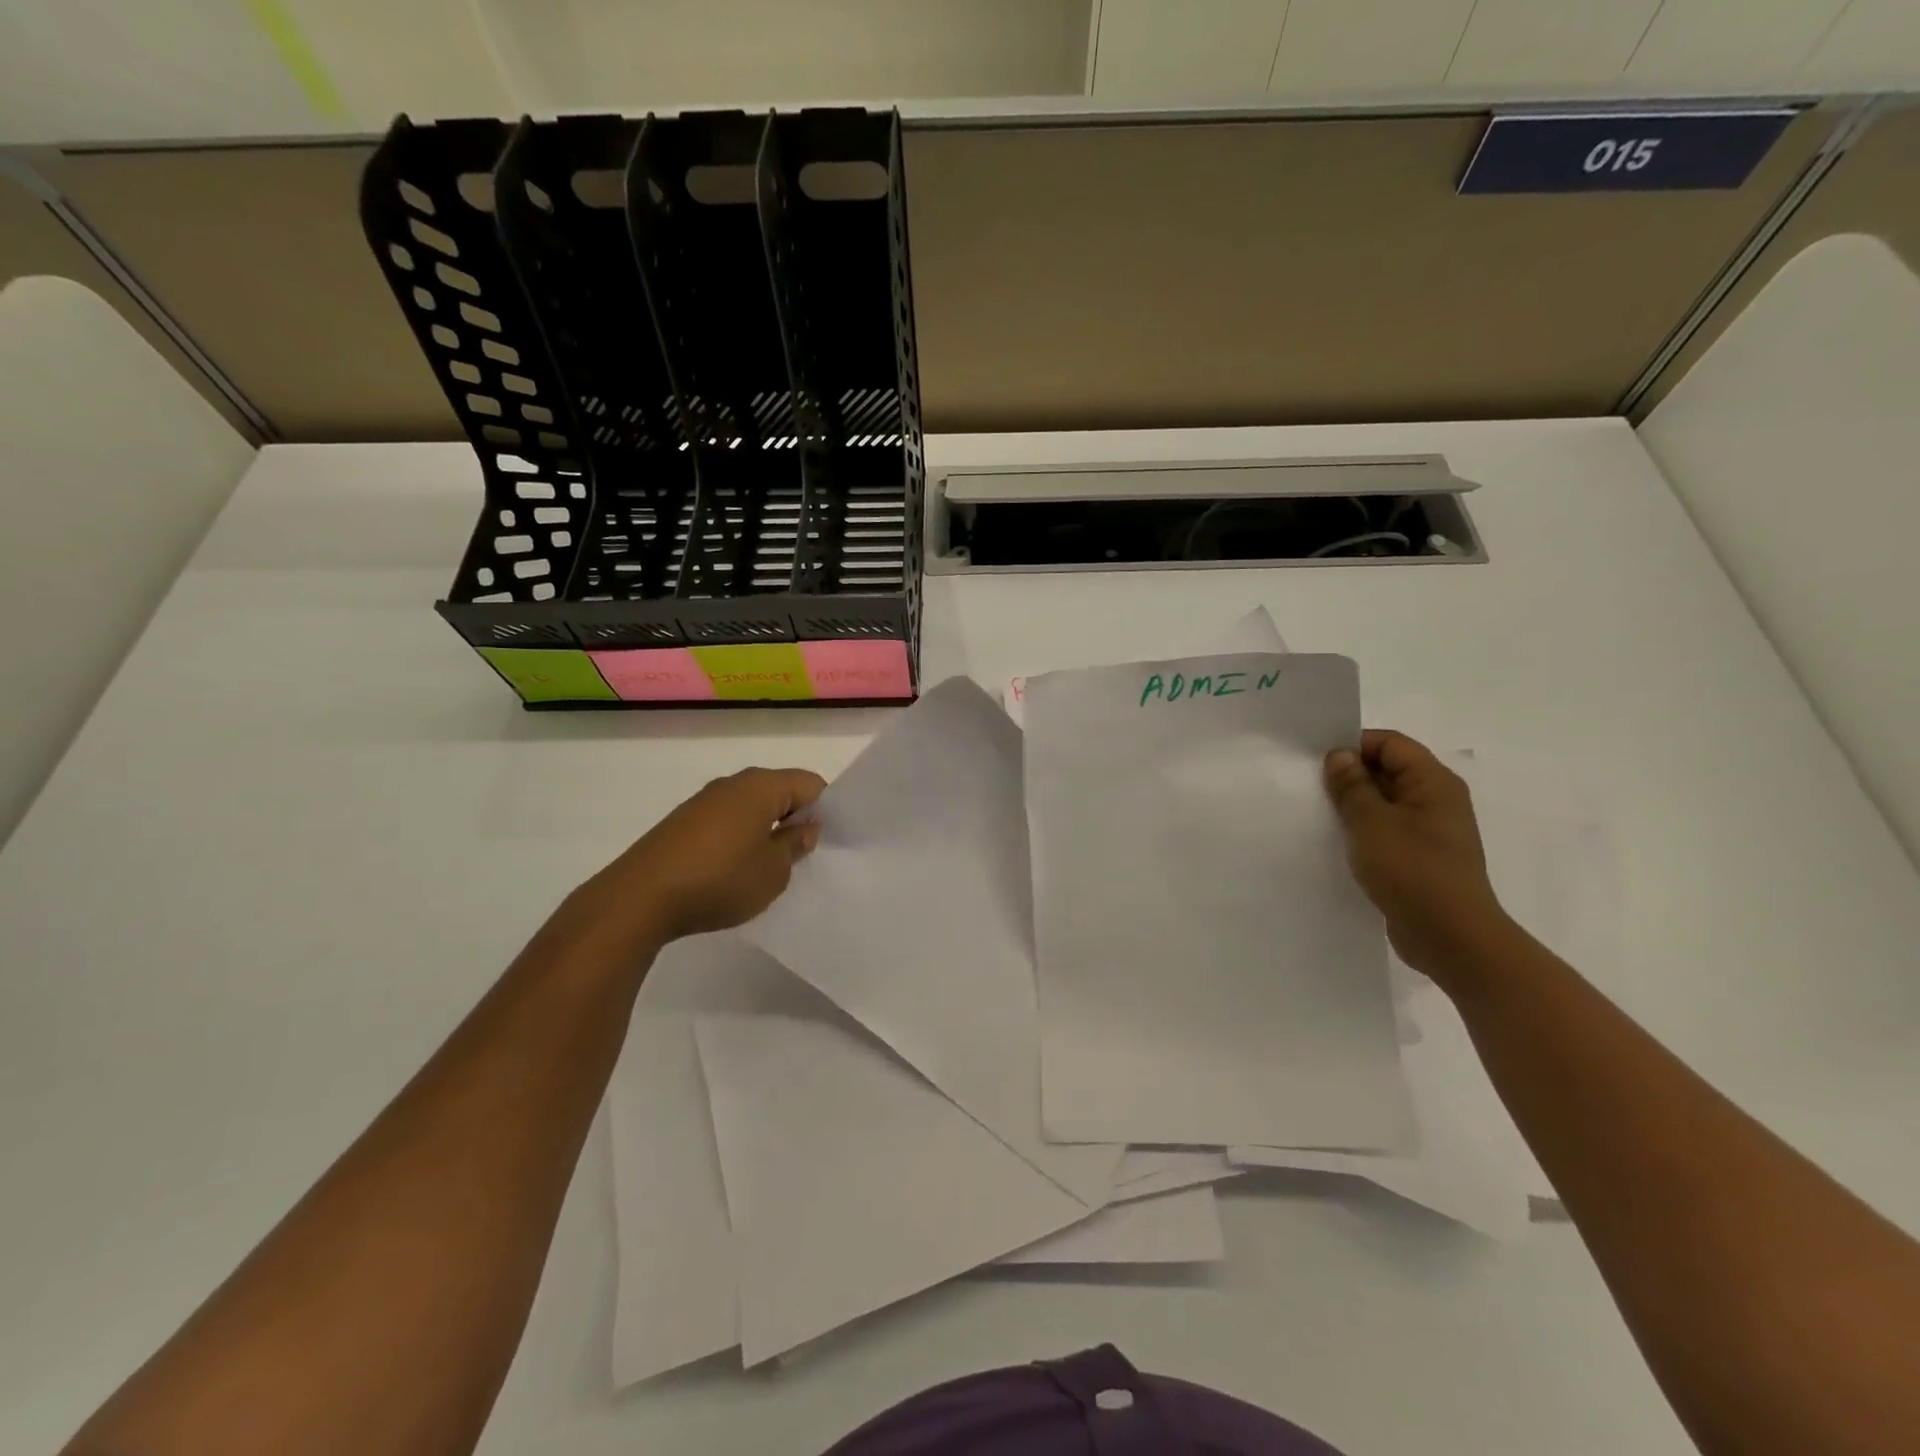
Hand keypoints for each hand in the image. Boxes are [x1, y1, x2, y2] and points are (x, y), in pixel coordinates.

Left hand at [580, 767, 825, 944]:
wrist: (640, 898)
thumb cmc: (721, 879)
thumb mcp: (774, 871)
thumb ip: (795, 845)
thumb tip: (804, 827)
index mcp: (761, 786)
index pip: (810, 784)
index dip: (826, 809)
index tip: (829, 840)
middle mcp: (733, 784)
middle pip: (779, 792)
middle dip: (796, 819)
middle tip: (806, 855)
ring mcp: (704, 802)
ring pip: (752, 808)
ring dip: (767, 831)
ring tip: (771, 867)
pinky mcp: (683, 824)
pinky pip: (727, 822)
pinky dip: (740, 839)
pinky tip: (737, 871)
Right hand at [1323, 730, 1512, 984]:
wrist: (1451, 936)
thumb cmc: (1412, 869)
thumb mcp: (1371, 821)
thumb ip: (1352, 785)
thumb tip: (1340, 756)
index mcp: (1433, 782)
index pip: (1390, 743)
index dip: (1354, 745)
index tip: (1317, 762)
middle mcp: (1438, 800)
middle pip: (1389, 770)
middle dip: (1351, 775)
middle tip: (1311, 788)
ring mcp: (1432, 831)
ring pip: (1386, 803)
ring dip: (1355, 806)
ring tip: (1320, 816)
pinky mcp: (1423, 859)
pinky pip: (1388, 831)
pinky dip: (1364, 831)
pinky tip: (1339, 844)